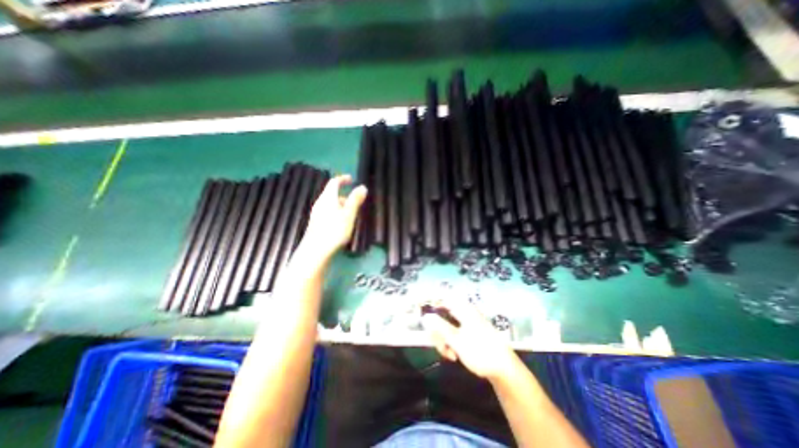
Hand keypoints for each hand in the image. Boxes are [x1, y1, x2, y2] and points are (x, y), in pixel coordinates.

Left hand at [303, 173, 367, 259]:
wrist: (316, 251)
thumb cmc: (334, 230)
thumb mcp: (349, 214)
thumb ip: (355, 200)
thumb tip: (362, 187)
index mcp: (328, 198)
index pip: (334, 182)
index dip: (343, 179)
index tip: (351, 179)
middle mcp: (320, 203)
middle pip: (332, 194)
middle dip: (344, 195)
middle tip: (356, 201)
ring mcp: (317, 214)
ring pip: (330, 205)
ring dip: (341, 205)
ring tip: (351, 214)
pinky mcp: (316, 224)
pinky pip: (328, 213)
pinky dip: (336, 213)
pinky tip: (342, 224)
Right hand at [424, 297, 517, 380]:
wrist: (504, 369)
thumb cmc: (480, 352)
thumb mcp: (457, 341)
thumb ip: (439, 327)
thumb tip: (425, 316)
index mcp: (462, 309)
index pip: (442, 296)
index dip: (430, 300)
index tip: (420, 310)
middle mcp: (463, 312)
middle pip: (441, 314)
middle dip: (437, 330)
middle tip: (438, 343)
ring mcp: (466, 322)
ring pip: (446, 326)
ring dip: (443, 340)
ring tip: (449, 354)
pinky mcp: (469, 332)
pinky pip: (453, 333)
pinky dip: (450, 343)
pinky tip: (454, 355)